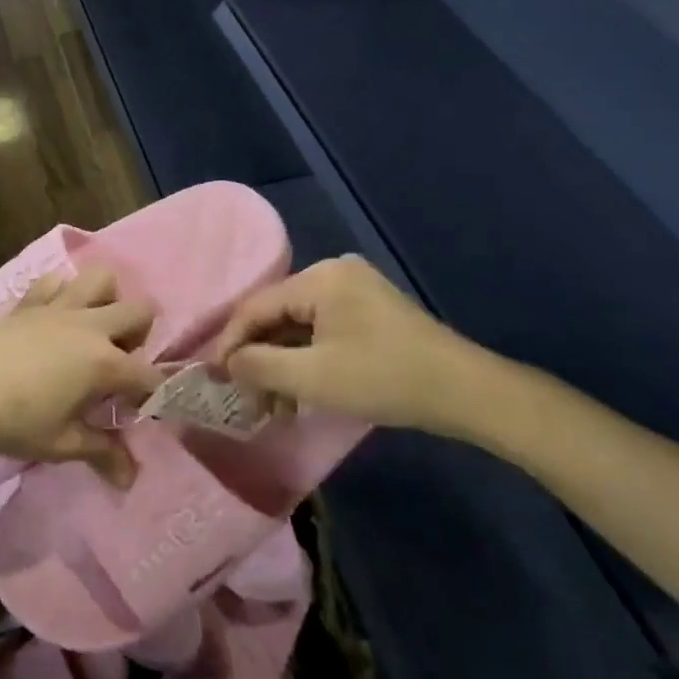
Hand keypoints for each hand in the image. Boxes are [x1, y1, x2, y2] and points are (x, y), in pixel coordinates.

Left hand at [0, 267, 162, 482]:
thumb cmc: (11, 420)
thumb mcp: (59, 443)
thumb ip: (100, 453)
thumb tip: (129, 479)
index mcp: (104, 362)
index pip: (148, 375)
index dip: (154, 394)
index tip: (143, 410)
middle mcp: (89, 327)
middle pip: (139, 311)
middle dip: (141, 336)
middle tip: (119, 365)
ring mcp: (58, 307)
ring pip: (102, 280)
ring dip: (108, 300)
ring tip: (93, 330)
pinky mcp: (28, 302)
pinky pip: (56, 280)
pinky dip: (63, 291)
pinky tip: (54, 315)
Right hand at [213, 256, 487, 434]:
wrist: (465, 392)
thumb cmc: (383, 379)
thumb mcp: (312, 378)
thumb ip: (259, 366)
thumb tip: (227, 363)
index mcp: (319, 279)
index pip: (256, 307)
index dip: (230, 343)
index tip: (213, 377)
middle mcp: (334, 273)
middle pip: (276, 315)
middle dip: (258, 358)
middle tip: (246, 398)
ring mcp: (355, 290)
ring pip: (298, 325)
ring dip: (281, 364)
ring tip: (272, 405)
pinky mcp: (370, 310)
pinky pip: (321, 330)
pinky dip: (306, 359)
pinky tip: (298, 391)